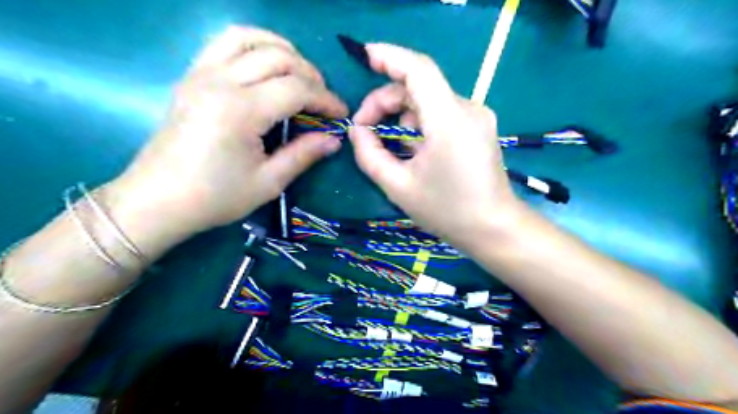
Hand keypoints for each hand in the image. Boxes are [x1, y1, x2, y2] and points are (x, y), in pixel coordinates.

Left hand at [110, 26, 349, 236]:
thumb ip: (303, 155)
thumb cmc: (215, 197)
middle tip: (323, 99)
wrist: (157, 200)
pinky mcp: (192, 76)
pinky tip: (266, 64)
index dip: (325, 99)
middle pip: (279, 57)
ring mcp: (201, 74)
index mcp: (241, 111)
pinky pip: (224, 42)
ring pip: (250, 38)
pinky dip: (253, 44)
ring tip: (299, 74)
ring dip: (283, 50)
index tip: (341, 114)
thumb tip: (334, 139)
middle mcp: (220, 81)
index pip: (296, 89)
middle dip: (311, 75)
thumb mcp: (268, 182)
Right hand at [350, 44, 521, 246]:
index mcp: (448, 120)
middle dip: (385, 102)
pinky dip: (419, 123)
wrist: (493, 228)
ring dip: (401, 116)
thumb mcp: (398, 186)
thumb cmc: (446, 211)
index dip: (389, 57)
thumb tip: (356, 130)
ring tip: (390, 147)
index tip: (364, 57)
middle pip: (419, 86)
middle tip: (364, 130)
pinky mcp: (479, 126)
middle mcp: (467, 109)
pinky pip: (441, 113)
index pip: (418, 70)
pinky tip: (413, 149)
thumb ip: (370, 155)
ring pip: (429, 100)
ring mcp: (477, 117)